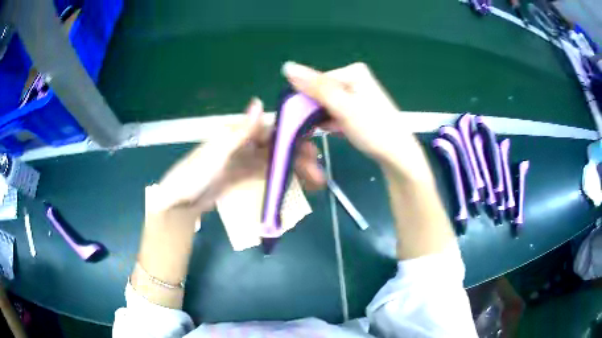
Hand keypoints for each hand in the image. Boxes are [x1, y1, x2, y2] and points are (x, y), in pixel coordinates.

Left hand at [154, 98, 324, 215]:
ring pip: (272, 161)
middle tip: (317, 169)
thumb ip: (240, 132)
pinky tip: (292, 183)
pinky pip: (263, 174)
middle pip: (274, 146)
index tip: (311, 144)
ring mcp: (241, 162)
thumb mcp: (217, 153)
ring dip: (291, 168)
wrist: (179, 203)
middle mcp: (241, 144)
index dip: (291, 135)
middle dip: (296, 155)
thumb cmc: (195, 175)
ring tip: (312, 179)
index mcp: (236, 134)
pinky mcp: (240, 177)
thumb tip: (259, 102)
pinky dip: (278, 177)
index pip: (270, 130)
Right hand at [282, 62, 431, 180]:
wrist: (398, 155)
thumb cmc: (374, 130)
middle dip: (318, 112)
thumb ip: (316, 87)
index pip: (315, 81)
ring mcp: (357, 94)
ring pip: (327, 105)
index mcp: (353, 71)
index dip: (307, 101)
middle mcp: (355, 78)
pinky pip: (336, 112)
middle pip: (321, 93)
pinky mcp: (358, 108)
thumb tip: (287, 66)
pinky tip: (341, 131)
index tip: (305, 121)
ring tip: (337, 130)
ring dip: (325, 120)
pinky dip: (334, 123)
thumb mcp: (343, 107)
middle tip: (325, 127)